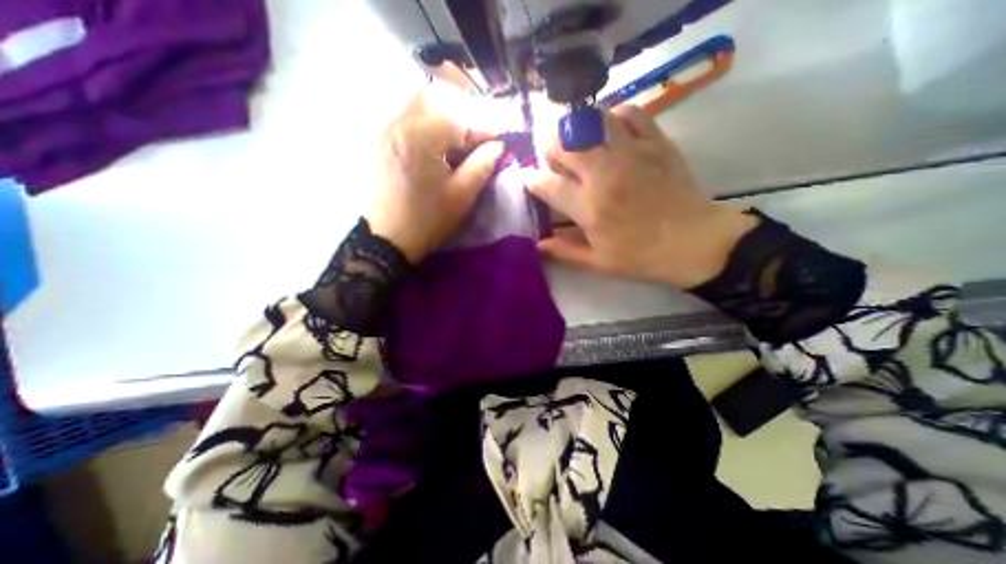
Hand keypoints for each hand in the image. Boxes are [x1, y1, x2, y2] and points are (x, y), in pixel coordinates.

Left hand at [368, 89, 506, 263]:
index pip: (458, 121)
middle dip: (459, 116)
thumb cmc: (428, 220)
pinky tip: (435, 150)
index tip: (497, 142)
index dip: (482, 131)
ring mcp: (386, 133)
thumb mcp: (461, 196)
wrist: (387, 240)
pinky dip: (426, 127)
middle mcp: (399, 125)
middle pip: (433, 100)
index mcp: (421, 138)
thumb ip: (482, 166)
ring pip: (417, 108)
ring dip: (441, 120)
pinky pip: (406, 121)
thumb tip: (497, 146)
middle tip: (473, 140)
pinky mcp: (381, 144)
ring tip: (456, 146)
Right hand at [529, 105, 758, 288]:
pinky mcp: (656, 142)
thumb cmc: (642, 256)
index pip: (547, 184)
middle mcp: (604, 174)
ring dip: (578, 131)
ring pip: (591, 121)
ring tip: (582, 146)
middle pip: (564, 143)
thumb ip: (564, 252)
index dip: (533, 181)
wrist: (695, 242)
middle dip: (551, 150)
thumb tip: (537, 244)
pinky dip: (614, 118)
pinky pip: (629, 113)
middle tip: (557, 163)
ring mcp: (631, 153)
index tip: (532, 182)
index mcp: (589, 208)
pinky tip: (612, 133)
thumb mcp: (598, 263)